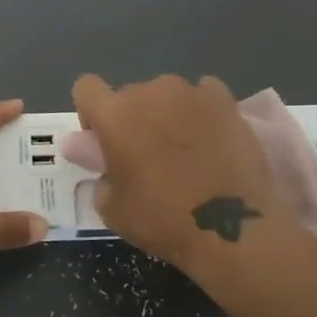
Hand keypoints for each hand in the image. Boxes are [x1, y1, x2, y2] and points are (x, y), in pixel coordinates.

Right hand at [70, 73, 291, 265]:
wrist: (231, 228)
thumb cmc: (163, 220)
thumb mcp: (113, 210)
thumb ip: (98, 175)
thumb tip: (98, 158)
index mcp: (114, 115)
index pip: (86, 88)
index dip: (90, 112)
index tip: (103, 140)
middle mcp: (148, 92)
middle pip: (130, 94)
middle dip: (133, 119)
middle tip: (149, 155)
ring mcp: (189, 92)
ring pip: (167, 94)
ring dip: (168, 113)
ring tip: (187, 149)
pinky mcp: (224, 99)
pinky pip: (204, 93)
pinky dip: (202, 110)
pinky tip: (212, 136)